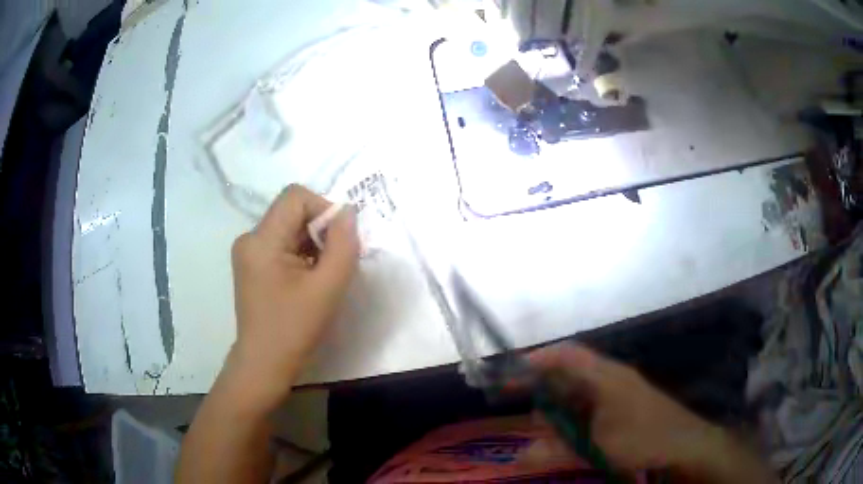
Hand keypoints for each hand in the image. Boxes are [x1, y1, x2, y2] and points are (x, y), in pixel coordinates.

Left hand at [228, 185, 359, 411]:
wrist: (265, 362)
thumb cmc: (295, 328)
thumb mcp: (328, 287)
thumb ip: (343, 244)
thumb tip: (348, 213)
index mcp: (261, 240)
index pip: (295, 197)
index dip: (323, 209)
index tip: (338, 242)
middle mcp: (249, 238)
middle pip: (291, 211)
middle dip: (319, 230)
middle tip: (334, 263)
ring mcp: (247, 251)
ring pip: (288, 227)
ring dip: (312, 242)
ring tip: (321, 275)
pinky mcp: (251, 264)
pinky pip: (281, 243)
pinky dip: (300, 253)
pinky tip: (307, 279)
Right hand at [526, 344, 774, 482]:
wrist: (686, 445)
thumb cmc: (644, 438)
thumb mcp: (598, 448)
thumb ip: (557, 450)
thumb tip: (519, 456)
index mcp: (607, 377)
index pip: (568, 354)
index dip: (540, 358)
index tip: (512, 371)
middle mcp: (611, 379)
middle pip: (569, 374)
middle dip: (544, 391)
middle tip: (525, 412)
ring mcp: (619, 394)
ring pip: (579, 395)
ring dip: (559, 411)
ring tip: (545, 433)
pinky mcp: (624, 409)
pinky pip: (591, 409)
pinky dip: (574, 420)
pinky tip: (569, 438)